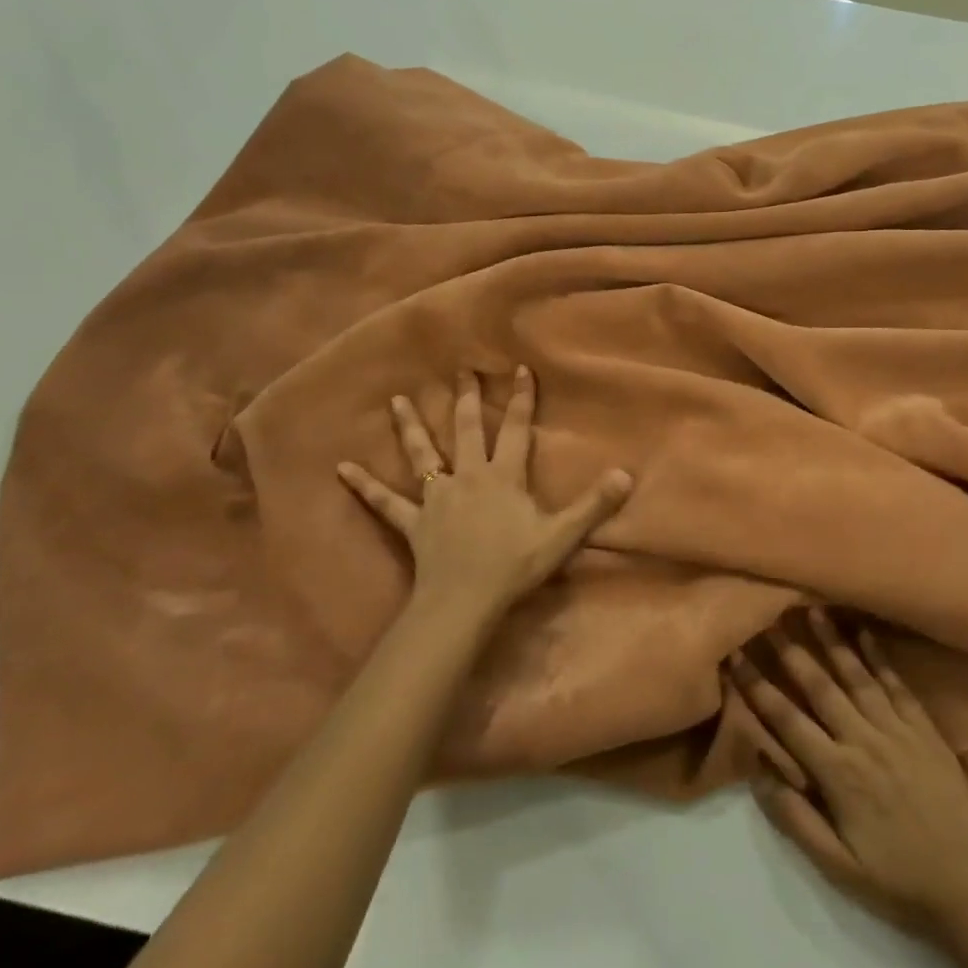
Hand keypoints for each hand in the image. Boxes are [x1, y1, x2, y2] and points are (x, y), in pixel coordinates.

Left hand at [338, 367, 632, 623]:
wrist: (464, 600)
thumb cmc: (513, 566)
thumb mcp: (561, 536)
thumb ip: (593, 504)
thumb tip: (625, 474)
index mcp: (503, 476)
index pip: (517, 430)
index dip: (521, 399)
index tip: (518, 367)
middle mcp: (468, 476)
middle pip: (468, 430)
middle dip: (467, 399)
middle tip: (460, 370)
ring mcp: (436, 496)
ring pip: (422, 454)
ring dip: (410, 426)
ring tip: (396, 400)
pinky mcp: (413, 521)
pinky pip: (385, 501)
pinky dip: (364, 485)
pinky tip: (342, 468)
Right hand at [732, 609, 967, 942]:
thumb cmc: (898, 881)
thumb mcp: (839, 869)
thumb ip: (796, 820)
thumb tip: (759, 772)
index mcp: (838, 773)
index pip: (787, 720)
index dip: (758, 686)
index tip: (736, 655)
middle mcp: (864, 740)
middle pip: (820, 686)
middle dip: (791, 650)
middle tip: (769, 616)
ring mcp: (897, 730)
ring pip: (857, 675)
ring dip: (833, 641)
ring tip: (814, 608)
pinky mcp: (924, 730)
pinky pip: (897, 685)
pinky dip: (880, 656)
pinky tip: (865, 631)